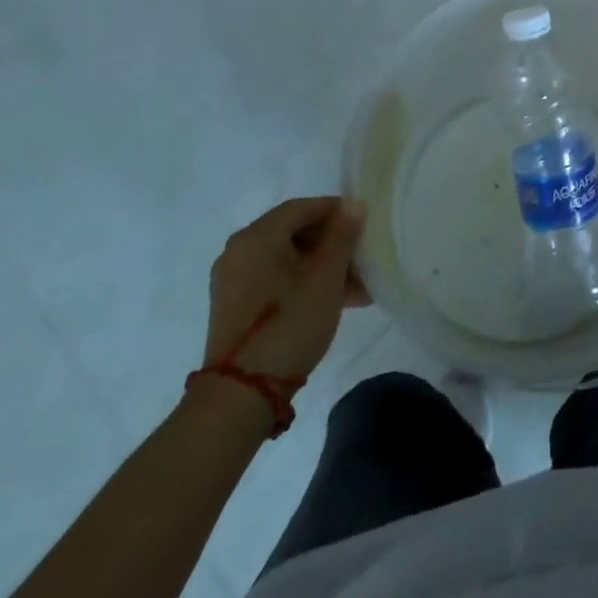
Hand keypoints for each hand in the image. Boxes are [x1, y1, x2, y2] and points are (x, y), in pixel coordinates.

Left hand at [202, 198, 369, 381]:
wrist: (241, 393)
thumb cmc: (290, 322)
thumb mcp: (326, 276)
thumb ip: (342, 234)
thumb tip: (353, 204)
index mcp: (257, 235)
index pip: (303, 207)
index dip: (337, 211)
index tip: (365, 226)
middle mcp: (239, 250)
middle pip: (294, 232)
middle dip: (333, 244)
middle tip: (363, 261)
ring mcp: (233, 280)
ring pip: (287, 259)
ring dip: (322, 268)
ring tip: (356, 290)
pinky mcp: (234, 306)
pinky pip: (274, 280)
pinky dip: (302, 283)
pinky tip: (331, 302)